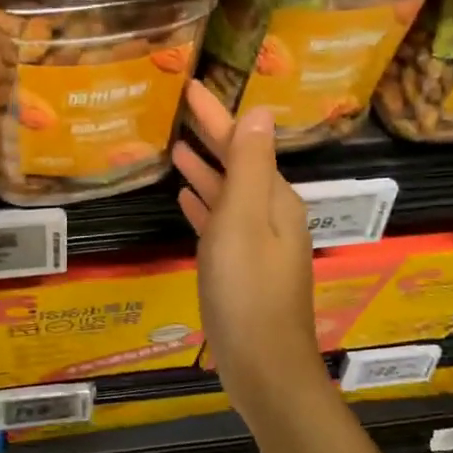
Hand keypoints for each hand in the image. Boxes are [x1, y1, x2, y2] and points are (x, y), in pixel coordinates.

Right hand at [173, 82, 325, 414]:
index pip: (243, 143)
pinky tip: (186, 199)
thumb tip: (260, 110)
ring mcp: (258, 245)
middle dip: (212, 137)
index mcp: (274, 200)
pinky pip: (222, 225)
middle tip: (179, 110)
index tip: (190, 87)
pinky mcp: (242, 271)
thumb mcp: (243, 221)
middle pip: (239, 165)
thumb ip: (248, 166)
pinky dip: (206, 207)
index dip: (217, 115)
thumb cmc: (247, 291)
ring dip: (207, 171)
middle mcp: (271, 216)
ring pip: (229, 195)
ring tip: (178, 149)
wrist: (264, 365)